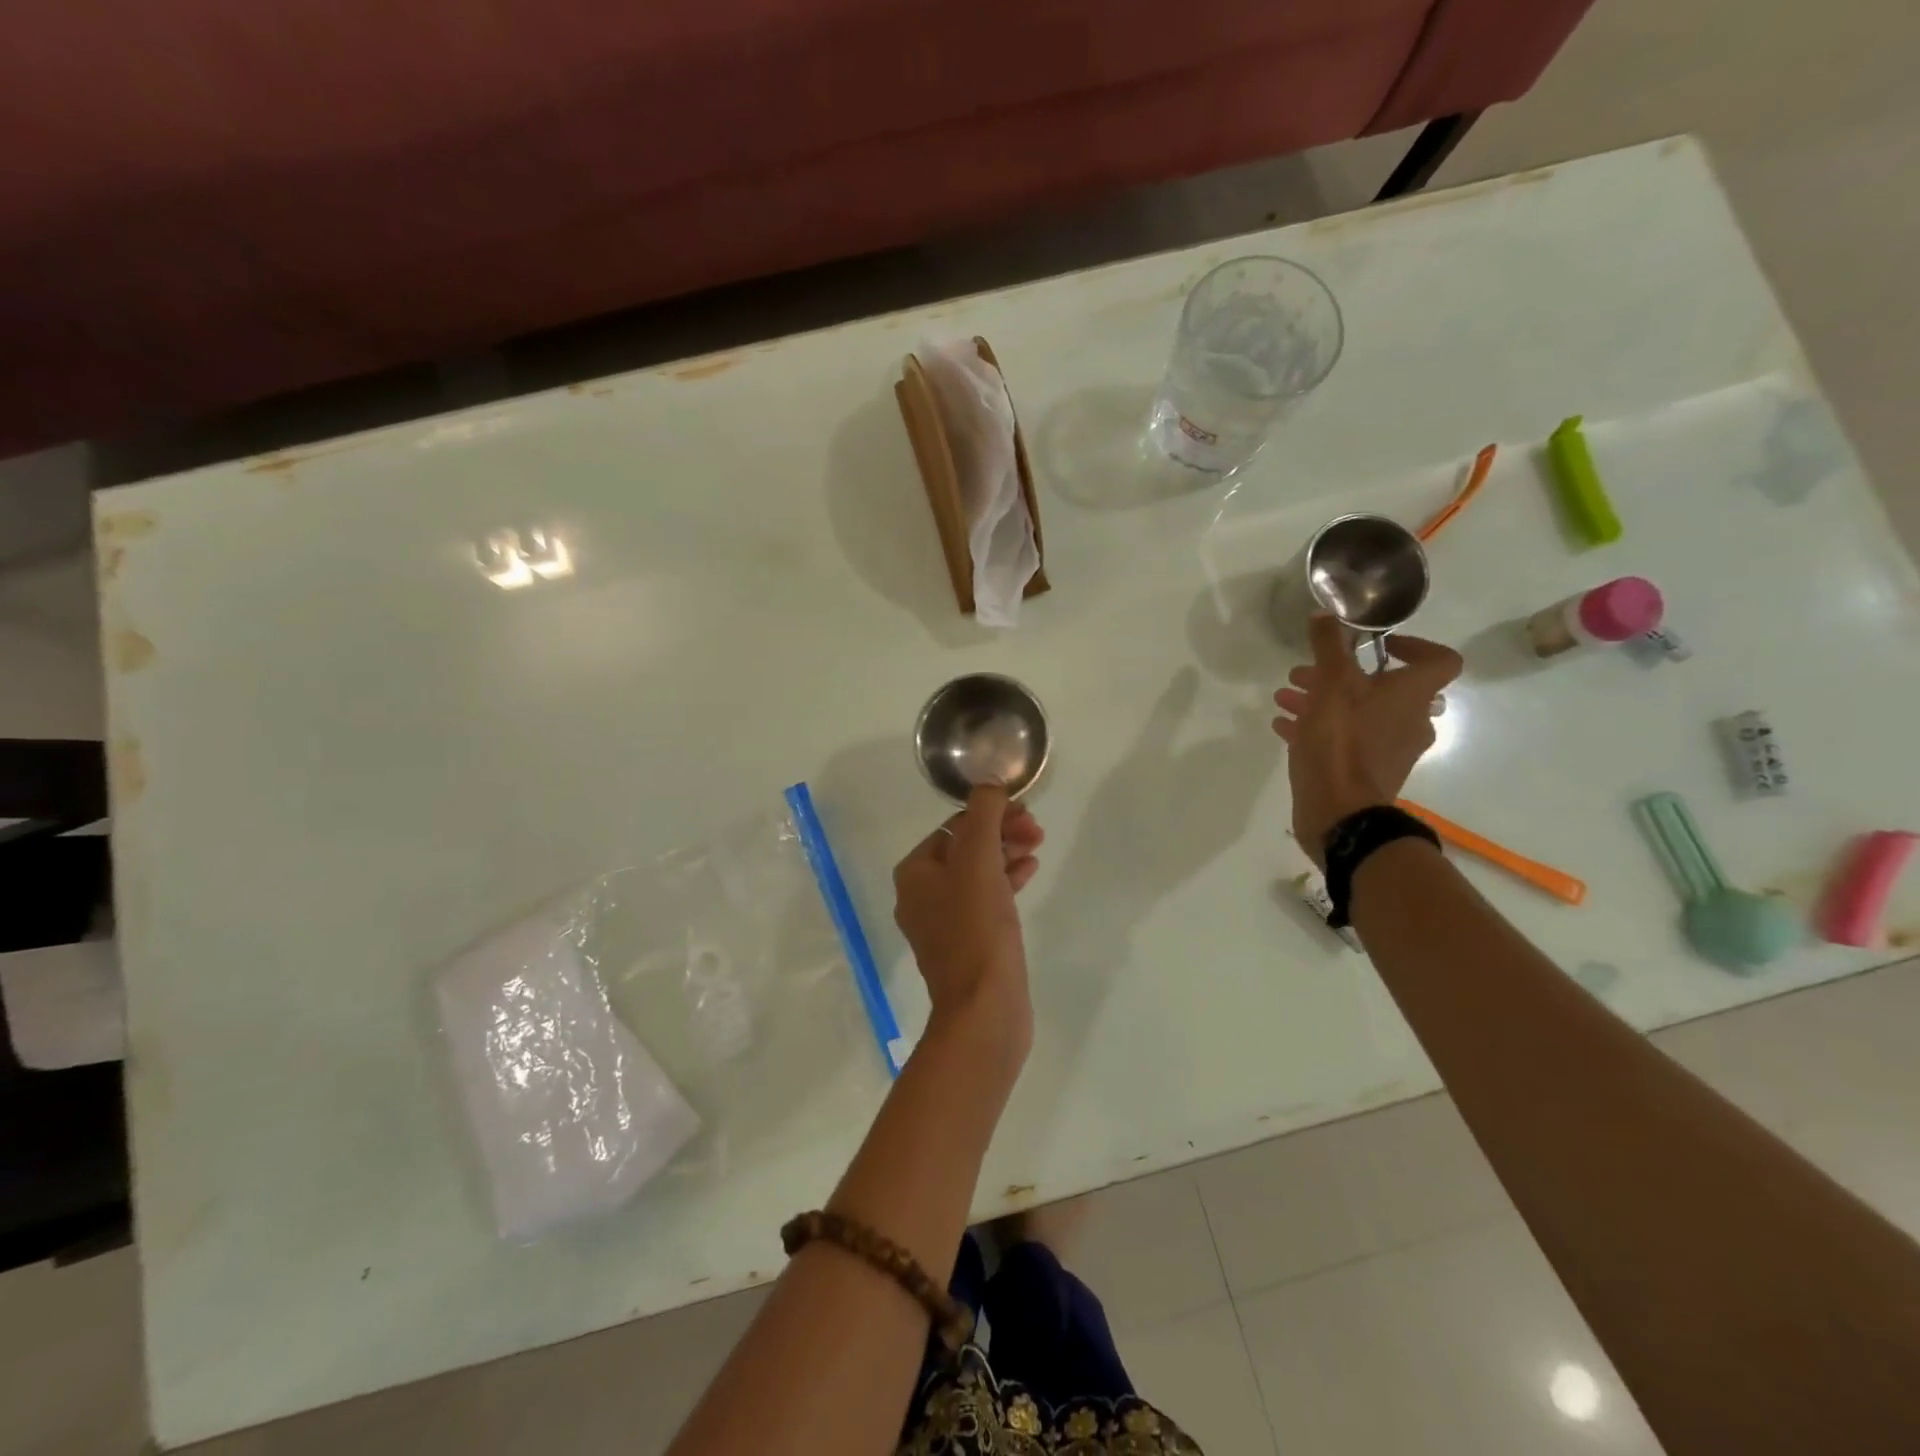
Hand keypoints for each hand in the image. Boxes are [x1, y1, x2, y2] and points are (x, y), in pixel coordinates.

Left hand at [892, 785, 1043, 1056]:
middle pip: (965, 848)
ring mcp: (943, 923)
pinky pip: (985, 900)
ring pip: (976, 874)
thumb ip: (984, 816)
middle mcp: (921, 895)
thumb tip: (988, 784)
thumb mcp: (979, 861)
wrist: (984, 1009)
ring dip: (1006, 855)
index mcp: (914, 872)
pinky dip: (1006, 882)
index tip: (1026, 814)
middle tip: (1036, 831)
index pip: (954, 827)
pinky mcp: (966, 944)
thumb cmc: (976, 928)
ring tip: (1037, 848)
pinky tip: (1030, 874)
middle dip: (1000, 834)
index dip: (990, 814)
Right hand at [1271, 615, 1462, 861]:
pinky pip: (1346, 740)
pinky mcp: (1367, 773)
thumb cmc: (1341, 743)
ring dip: (1323, 701)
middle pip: (1384, 687)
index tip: (1377, 645)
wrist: (1339, 813)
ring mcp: (1390, 750)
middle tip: (1303, 673)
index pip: (1439, 659)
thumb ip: (1329, 647)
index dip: (1413, 645)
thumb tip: (1326, 614)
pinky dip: (1319, 728)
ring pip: (1360, 713)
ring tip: (1285, 698)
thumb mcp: (1330, 686)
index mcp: (1412, 696)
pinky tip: (1284, 727)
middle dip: (1340, 675)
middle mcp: (1410, 720)